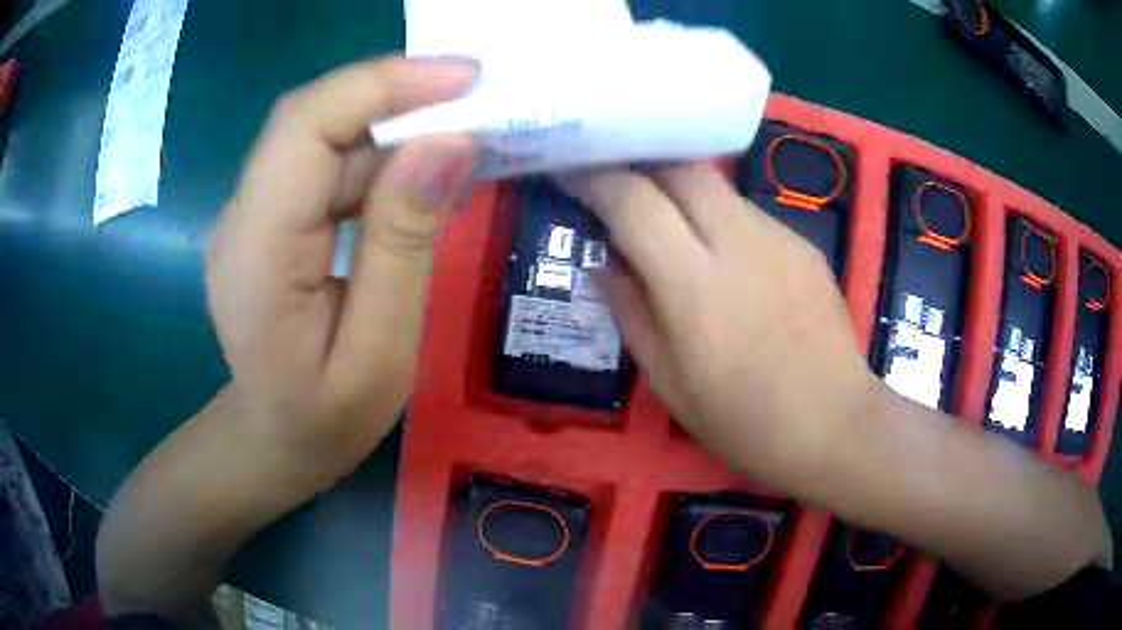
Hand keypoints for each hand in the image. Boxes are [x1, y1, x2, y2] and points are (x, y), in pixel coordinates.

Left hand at [206, 56, 478, 485]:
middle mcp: (242, 215)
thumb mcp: (381, 352)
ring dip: (390, 125)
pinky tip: (417, 172)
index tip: (465, 77)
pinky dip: (375, 154)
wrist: (273, 442)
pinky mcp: (268, 218)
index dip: (382, 85)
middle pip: (311, 120)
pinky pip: (321, 163)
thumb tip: (449, 144)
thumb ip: (404, 244)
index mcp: (256, 251)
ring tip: (461, 136)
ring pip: (320, 136)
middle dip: (395, 94)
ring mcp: (250, 214)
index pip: (306, 126)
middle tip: (477, 99)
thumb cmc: (326, 421)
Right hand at [560, 163, 877, 487]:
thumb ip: (630, 314)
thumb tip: (604, 265)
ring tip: (674, 232)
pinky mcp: (805, 245)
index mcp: (695, 286)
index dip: (596, 179)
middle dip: (643, 167)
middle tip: (621, 190)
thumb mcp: (669, 382)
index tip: (573, 174)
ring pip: (718, 187)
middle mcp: (740, 243)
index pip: (634, 202)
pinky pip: (750, 215)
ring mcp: (780, 238)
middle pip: (682, 169)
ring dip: (684, 195)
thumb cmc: (744, 421)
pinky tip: (727, 263)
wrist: (834, 425)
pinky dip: (722, 222)